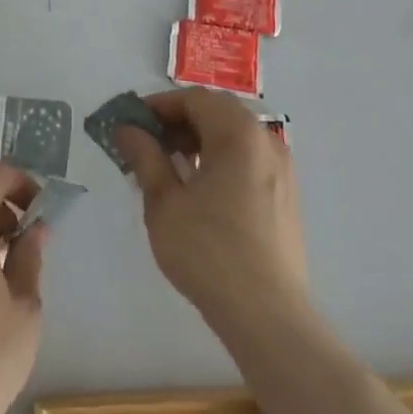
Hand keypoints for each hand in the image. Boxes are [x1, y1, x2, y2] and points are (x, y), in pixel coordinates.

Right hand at [116, 88, 307, 332]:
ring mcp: (281, 169)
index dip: (158, 105)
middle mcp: (266, 141)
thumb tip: (126, 129)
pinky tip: (197, 189)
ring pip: (234, 136)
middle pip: (217, 112)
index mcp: (238, 134)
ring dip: (198, 140)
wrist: (267, 314)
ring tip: (166, 166)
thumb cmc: (208, 251)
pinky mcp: (286, 195)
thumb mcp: (164, 201)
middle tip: (145, 143)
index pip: (194, 99)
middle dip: (178, 121)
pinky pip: (248, 159)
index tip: (130, 124)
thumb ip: (145, 156)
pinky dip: (219, 159)